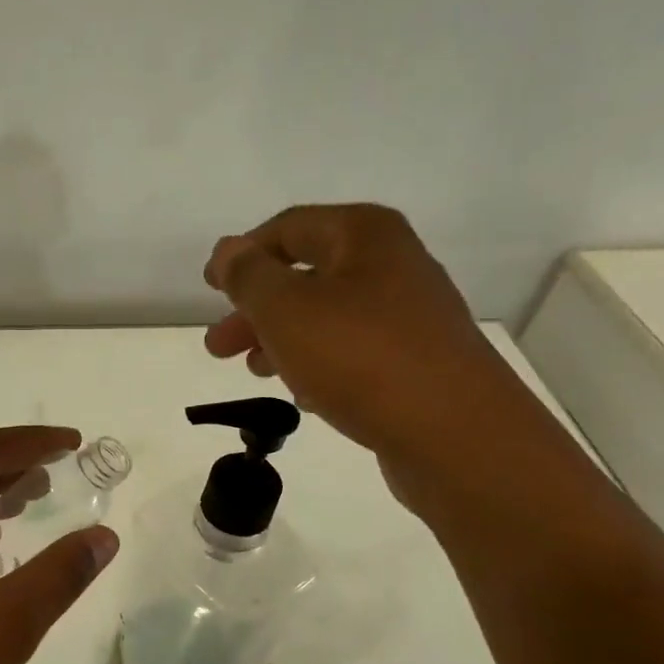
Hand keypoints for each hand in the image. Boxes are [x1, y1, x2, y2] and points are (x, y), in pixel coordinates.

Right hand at [204, 203, 518, 473]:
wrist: (455, 435)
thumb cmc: (361, 358)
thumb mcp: (286, 309)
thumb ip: (249, 276)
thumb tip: (229, 250)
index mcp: (364, 236)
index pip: (288, 228)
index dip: (243, 254)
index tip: (209, 286)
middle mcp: (393, 265)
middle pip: (306, 276)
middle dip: (255, 309)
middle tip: (218, 346)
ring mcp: (410, 316)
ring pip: (327, 318)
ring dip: (282, 339)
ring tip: (252, 371)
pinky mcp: (417, 362)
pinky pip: (353, 352)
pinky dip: (318, 364)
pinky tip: (300, 393)